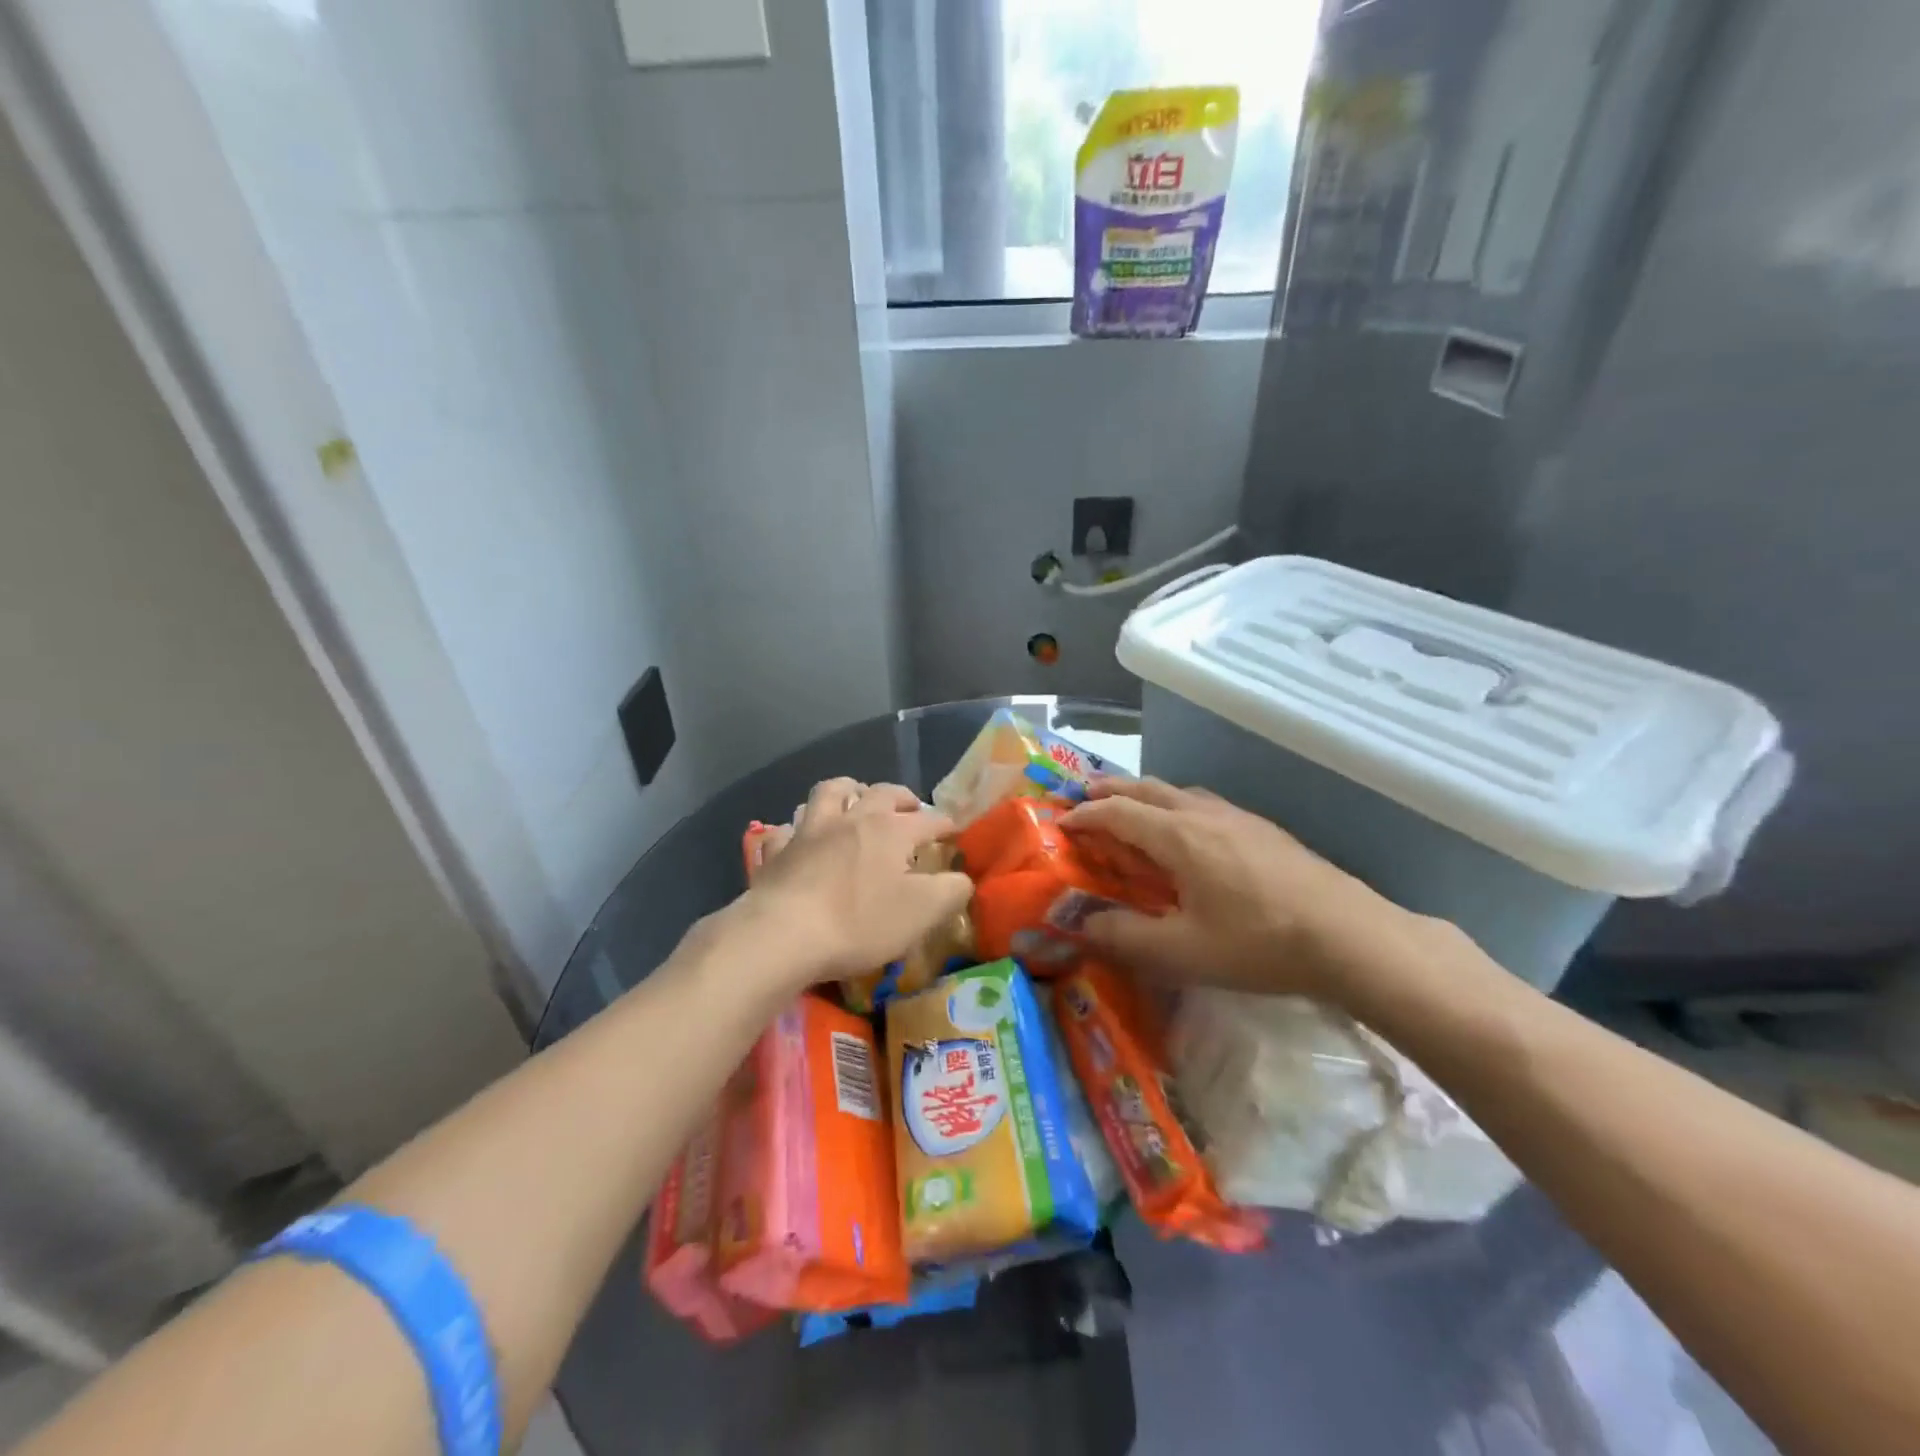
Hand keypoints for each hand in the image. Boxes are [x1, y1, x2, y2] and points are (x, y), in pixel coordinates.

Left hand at [734, 778, 970, 988]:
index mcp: (890, 830)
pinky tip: (799, 837)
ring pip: (829, 793)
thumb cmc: (859, 922)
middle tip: (910, 807)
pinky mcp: (777, 851)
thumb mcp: (921, 913)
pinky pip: (786, 829)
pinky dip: (796, 829)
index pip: (928, 819)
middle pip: (880, 792)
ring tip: (854, 800)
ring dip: (846, 791)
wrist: (782, 934)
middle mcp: (851, 819)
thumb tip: (962, 878)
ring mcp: (809, 831)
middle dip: (901, 796)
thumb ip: (950, 892)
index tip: (955, 832)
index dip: (945, 825)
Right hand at [1061, 778, 1416, 1001]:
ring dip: (1145, 794)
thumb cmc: (1258, 942)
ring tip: (1132, 809)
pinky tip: (1189, 831)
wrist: (1349, 935)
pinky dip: (1176, 805)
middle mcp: (1203, 814)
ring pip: (1178, 791)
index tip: (1060, 824)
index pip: (1117, 812)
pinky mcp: (1263, 829)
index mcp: (1178, 836)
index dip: (1084, 816)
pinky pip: (1204, 803)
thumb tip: (1080, 925)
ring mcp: (1238, 817)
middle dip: (1110, 790)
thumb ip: (1124, 938)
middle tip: (1085, 797)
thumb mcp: (1182, 952)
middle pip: (1146, 788)